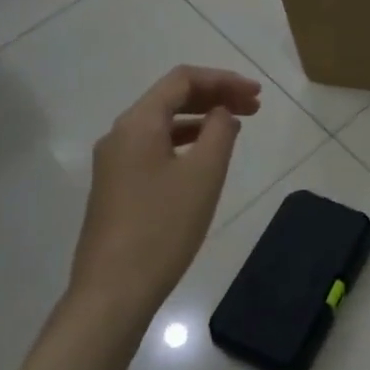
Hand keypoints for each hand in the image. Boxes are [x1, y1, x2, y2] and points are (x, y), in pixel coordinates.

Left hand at [69, 65, 261, 319]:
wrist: (114, 290)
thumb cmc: (164, 226)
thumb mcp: (204, 173)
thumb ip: (220, 131)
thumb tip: (223, 112)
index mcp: (138, 124)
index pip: (182, 80)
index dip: (223, 79)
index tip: (256, 94)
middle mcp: (120, 134)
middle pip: (171, 97)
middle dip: (215, 95)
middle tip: (254, 106)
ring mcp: (114, 162)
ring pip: (163, 123)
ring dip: (202, 117)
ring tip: (237, 126)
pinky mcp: (117, 186)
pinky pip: (155, 146)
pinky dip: (186, 140)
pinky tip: (207, 155)